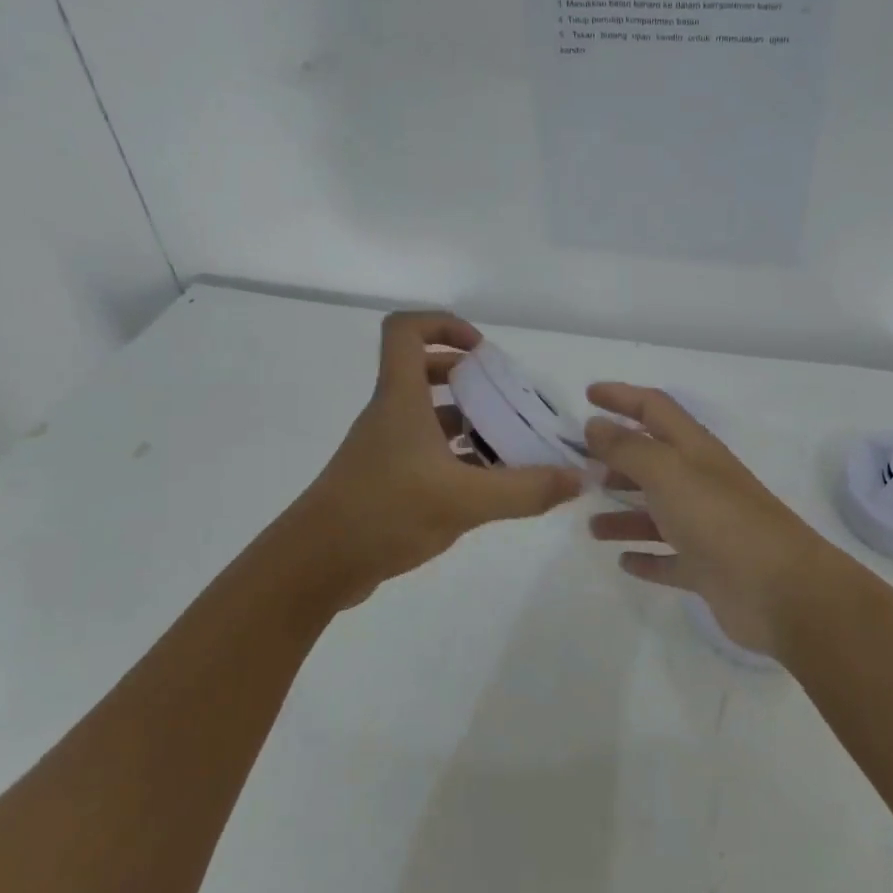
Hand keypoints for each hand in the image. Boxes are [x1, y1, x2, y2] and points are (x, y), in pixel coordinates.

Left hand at [287, 313, 582, 605]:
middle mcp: (390, 415)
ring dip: (468, 422)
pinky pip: (427, 453)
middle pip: (424, 372)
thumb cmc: (383, 512)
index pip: (406, 331)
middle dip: (469, 378)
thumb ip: (525, 490)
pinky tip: (487, 485)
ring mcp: (385, 449)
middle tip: (506, 398)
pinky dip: (457, 458)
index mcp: (400, 400)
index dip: (444, 326)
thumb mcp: (464, 501)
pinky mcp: (385, 480)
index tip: (482, 353)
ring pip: (429, 417)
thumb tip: (578, 478)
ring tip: (510, 445)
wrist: (314, 566)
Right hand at [584, 383, 832, 659]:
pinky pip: (669, 559)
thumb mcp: (668, 473)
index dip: (622, 397)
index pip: (654, 409)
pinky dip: (647, 558)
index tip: (587, 394)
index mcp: (694, 450)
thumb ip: (628, 448)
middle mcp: (700, 483)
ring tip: (591, 525)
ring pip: (656, 514)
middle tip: (578, 468)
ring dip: (624, 515)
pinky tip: (624, 561)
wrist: (780, 591)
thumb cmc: (719, 520)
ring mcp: (705, 528)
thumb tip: (594, 425)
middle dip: (617, 460)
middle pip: (653, 461)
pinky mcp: (707, 569)